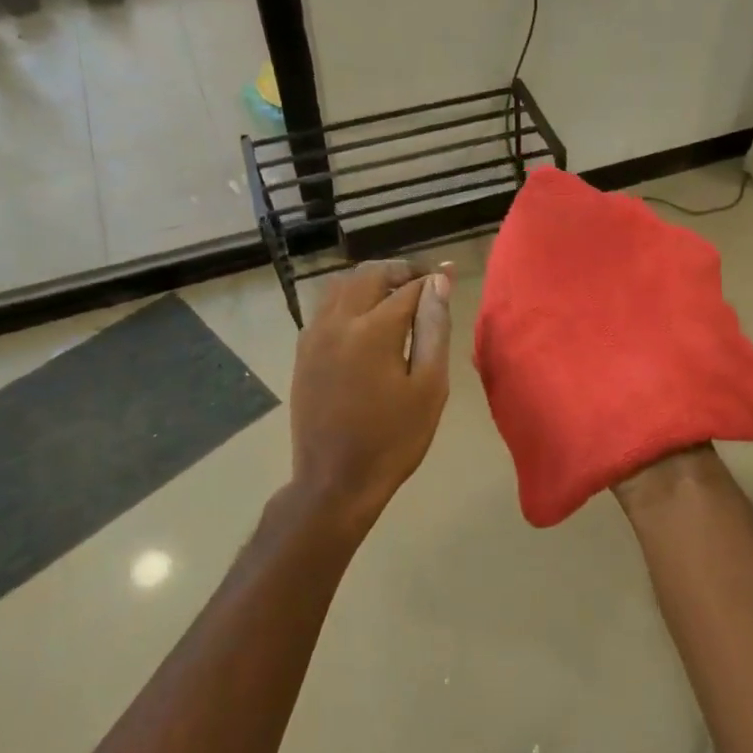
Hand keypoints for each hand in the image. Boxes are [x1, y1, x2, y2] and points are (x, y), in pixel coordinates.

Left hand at [288, 259, 452, 525]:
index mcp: (373, 330)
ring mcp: (314, 336)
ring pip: (340, 286)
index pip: (408, 287)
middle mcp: (338, 322)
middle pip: (369, 275)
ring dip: (370, 282)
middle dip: (399, 271)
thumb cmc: (394, 439)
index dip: (432, 278)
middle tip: (424, 282)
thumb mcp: (429, 387)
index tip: (449, 272)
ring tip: (395, 296)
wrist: (336, 481)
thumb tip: (439, 283)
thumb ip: (434, 328)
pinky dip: (348, 299)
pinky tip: (365, 319)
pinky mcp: (302, 352)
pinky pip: (325, 307)